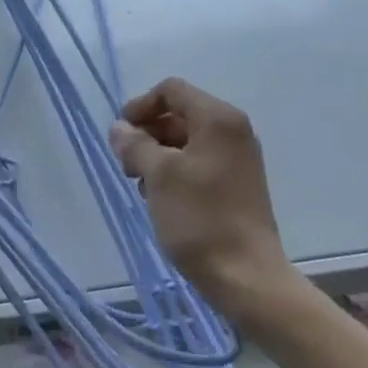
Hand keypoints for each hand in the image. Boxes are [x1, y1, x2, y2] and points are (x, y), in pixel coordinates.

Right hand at [109, 77, 298, 320]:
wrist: (247, 277)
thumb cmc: (200, 219)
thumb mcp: (158, 176)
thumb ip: (135, 144)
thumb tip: (120, 128)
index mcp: (218, 119)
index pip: (171, 90)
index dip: (141, 106)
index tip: (121, 135)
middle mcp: (232, 131)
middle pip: (179, 114)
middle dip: (147, 133)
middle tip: (127, 165)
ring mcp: (238, 158)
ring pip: (186, 140)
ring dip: (158, 155)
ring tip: (142, 186)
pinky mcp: (237, 184)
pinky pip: (198, 162)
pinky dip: (175, 171)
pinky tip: (161, 200)